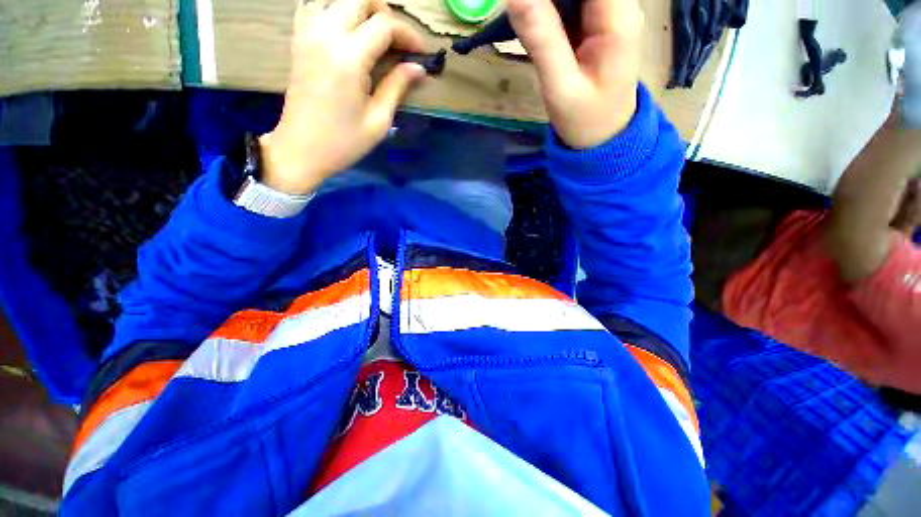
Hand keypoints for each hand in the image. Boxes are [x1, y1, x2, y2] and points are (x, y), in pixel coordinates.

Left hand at [259, 0, 426, 194]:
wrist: (301, 149)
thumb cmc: (344, 142)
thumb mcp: (378, 121)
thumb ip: (397, 87)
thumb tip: (418, 68)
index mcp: (349, 58)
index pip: (384, 25)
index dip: (407, 34)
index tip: (420, 53)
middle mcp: (325, 34)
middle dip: (385, 12)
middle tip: (397, 40)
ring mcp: (307, 33)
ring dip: (360, 8)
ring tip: (374, 33)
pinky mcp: (298, 39)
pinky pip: (314, 5)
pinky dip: (334, 8)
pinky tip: (345, 29)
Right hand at [507, 0, 643, 148]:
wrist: (604, 139)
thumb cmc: (585, 121)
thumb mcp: (560, 87)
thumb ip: (541, 39)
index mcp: (616, 18)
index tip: (525, 4)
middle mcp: (618, 6)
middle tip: (522, 16)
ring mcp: (608, 15)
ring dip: (545, 4)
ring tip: (525, 24)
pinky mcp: (596, 25)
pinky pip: (571, 5)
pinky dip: (549, 10)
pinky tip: (534, 26)